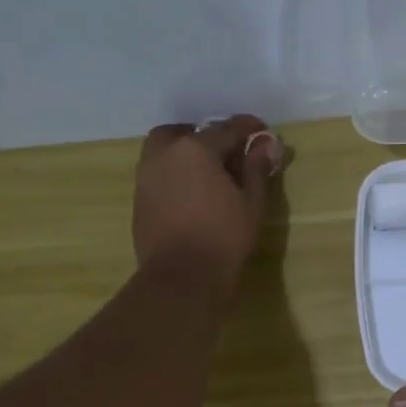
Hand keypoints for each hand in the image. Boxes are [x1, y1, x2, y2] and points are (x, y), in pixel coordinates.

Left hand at [133, 115, 283, 294]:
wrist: (180, 277)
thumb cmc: (223, 238)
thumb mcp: (251, 203)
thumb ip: (256, 169)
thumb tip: (266, 145)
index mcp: (195, 149)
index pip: (226, 129)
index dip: (248, 129)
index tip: (263, 132)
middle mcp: (165, 154)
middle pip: (185, 133)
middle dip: (205, 136)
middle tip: (226, 152)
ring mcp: (146, 177)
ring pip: (165, 151)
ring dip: (185, 154)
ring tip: (208, 174)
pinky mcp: (139, 200)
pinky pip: (158, 174)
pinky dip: (174, 174)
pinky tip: (191, 194)